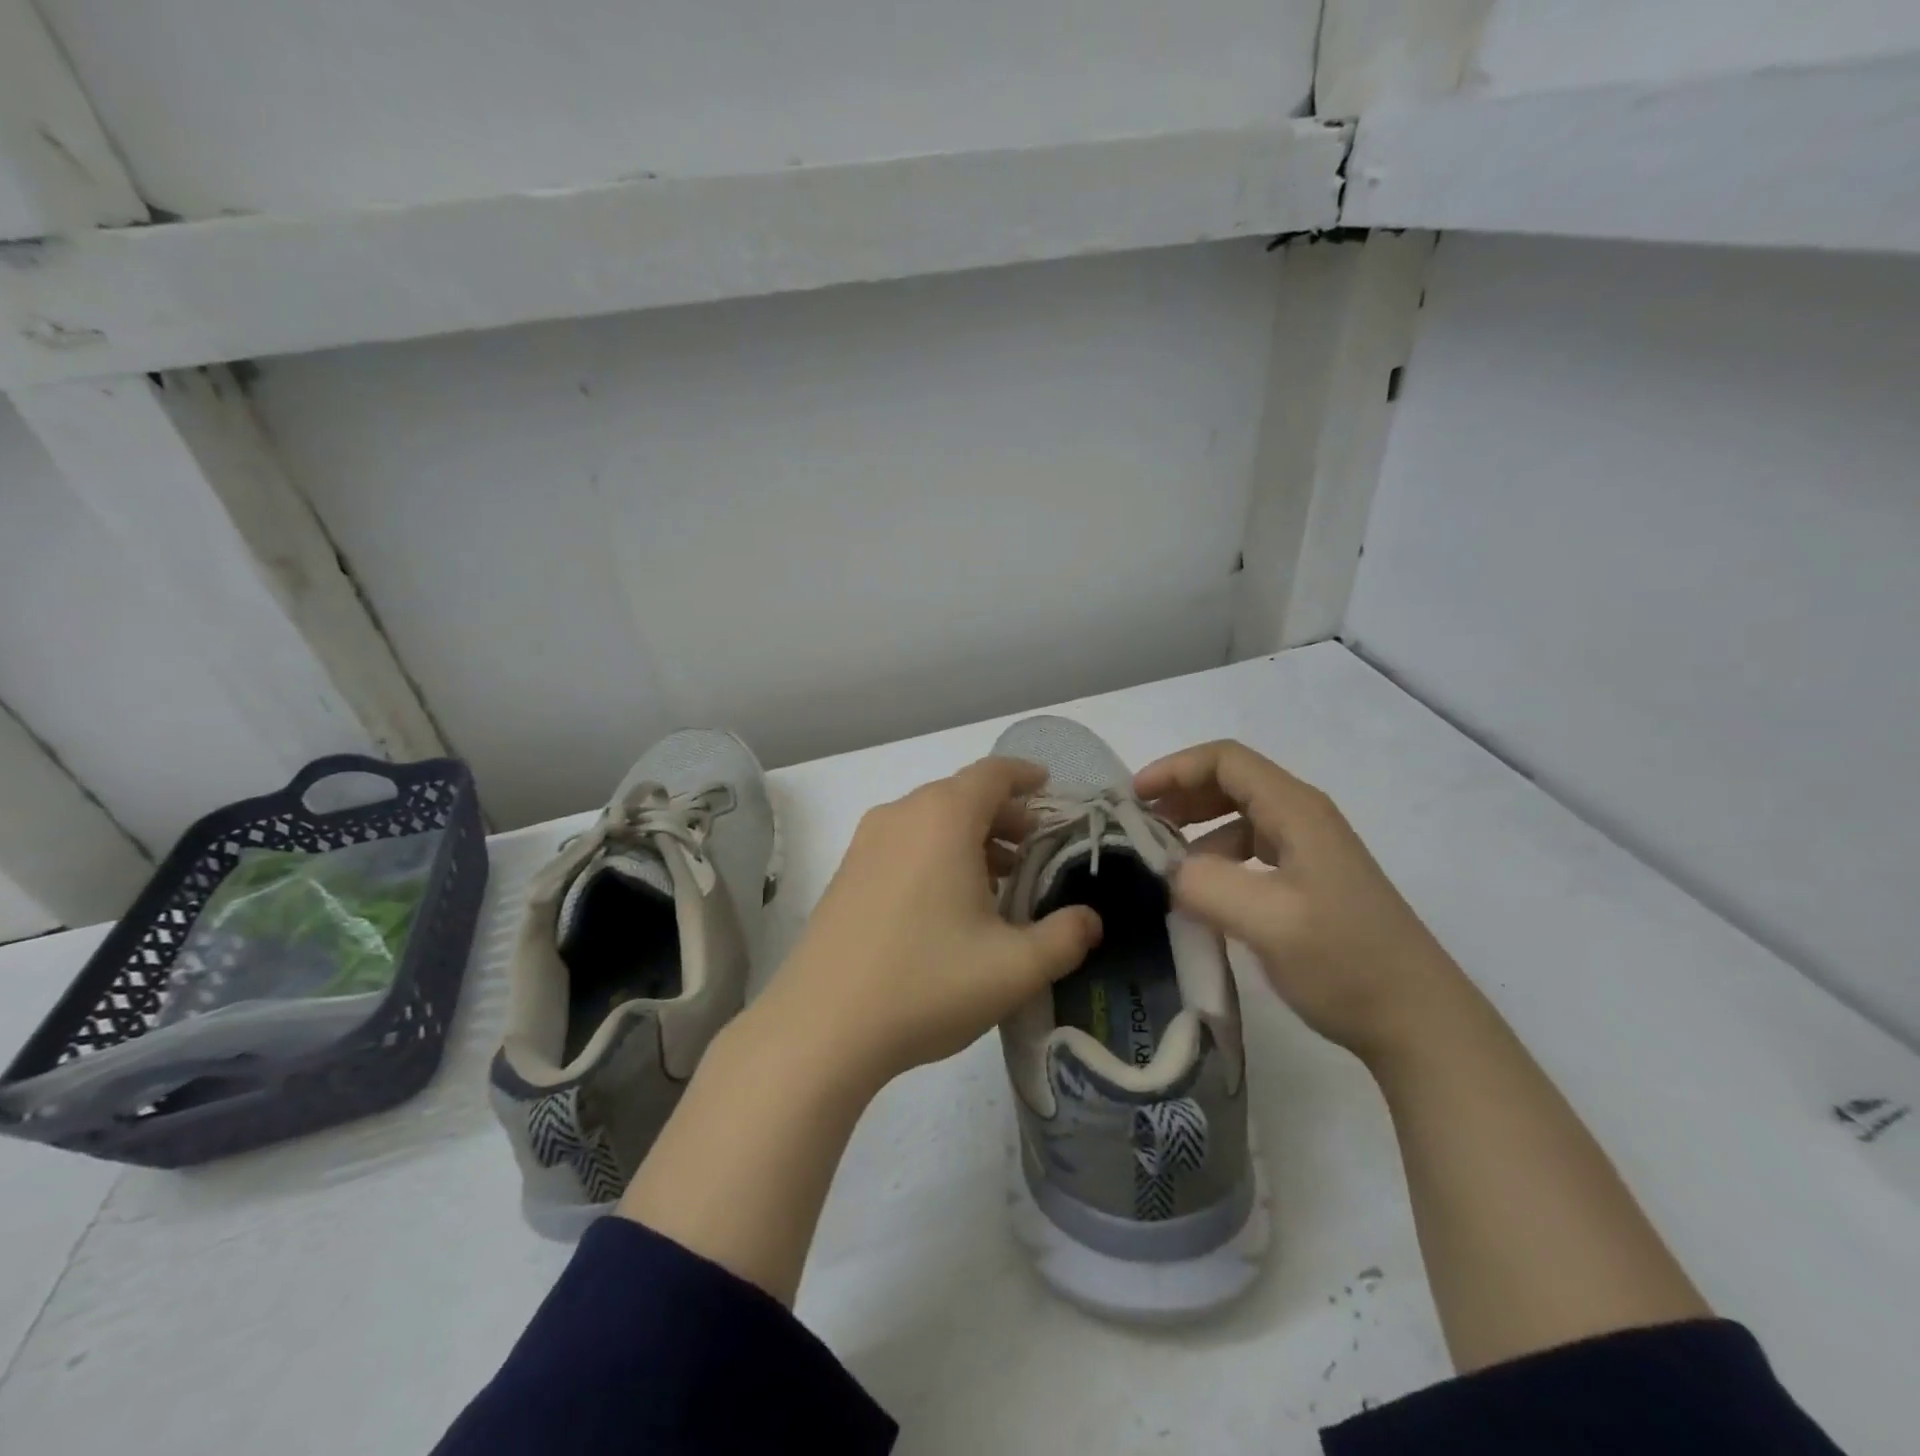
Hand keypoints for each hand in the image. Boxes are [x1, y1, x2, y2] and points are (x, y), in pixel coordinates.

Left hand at [753, 756, 1102, 1087]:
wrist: (821, 1026)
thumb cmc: (927, 983)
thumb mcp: (1014, 968)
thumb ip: (1065, 938)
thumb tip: (1091, 920)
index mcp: (943, 818)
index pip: (992, 773)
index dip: (1026, 775)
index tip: (1049, 787)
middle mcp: (901, 815)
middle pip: (961, 794)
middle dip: (1003, 814)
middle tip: (1035, 846)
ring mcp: (866, 843)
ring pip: (930, 819)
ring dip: (969, 836)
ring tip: (999, 878)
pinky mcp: (846, 873)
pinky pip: (903, 842)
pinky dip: (935, 852)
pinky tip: (949, 901)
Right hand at [1135, 740, 1462, 1061]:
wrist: (1420, 1023)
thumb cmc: (1346, 962)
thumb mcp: (1267, 921)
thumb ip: (1205, 884)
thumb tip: (1164, 870)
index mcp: (1296, 811)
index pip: (1225, 761)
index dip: (1175, 769)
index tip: (1134, 799)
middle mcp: (1304, 819)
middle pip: (1232, 782)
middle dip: (1181, 796)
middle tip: (1140, 827)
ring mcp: (1310, 851)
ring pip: (1240, 817)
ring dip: (1196, 829)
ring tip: (1164, 863)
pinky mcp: (1311, 882)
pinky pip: (1252, 851)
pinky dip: (1218, 859)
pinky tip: (1203, 893)